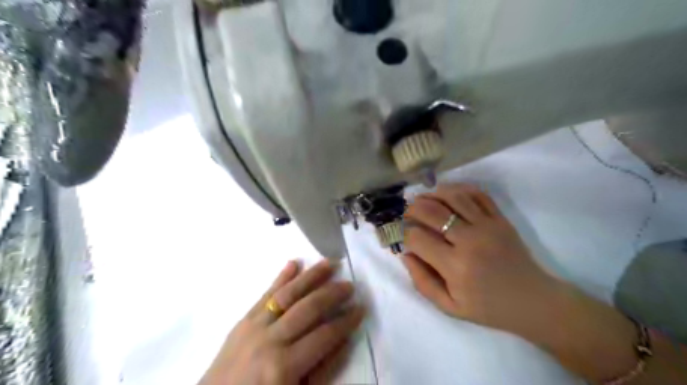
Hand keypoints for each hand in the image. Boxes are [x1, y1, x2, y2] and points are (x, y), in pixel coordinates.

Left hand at [200, 260, 363, 382]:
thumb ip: (322, 371)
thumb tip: (345, 340)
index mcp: (283, 366)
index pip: (324, 335)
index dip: (346, 321)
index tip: (361, 308)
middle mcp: (269, 340)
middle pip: (308, 308)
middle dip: (332, 294)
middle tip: (350, 284)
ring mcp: (253, 326)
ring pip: (288, 294)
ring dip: (311, 276)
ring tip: (330, 263)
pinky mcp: (243, 319)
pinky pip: (265, 294)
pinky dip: (281, 277)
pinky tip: (294, 263)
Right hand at [404, 184, 563, 335]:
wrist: (533, 301)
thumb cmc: (488, 308)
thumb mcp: (449, 307)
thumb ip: (422, 282)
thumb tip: (405, 254)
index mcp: (455, 266)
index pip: (418, 238)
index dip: (404, 234)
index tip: (404, 237)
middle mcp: (470, 240)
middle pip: (431, 211)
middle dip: (412, 209)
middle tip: (407, 214)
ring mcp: (488, 226)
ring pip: (453, 196)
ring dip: (432, 194)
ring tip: (423, 200)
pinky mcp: (501, 219)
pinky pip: (477, 194)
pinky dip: (459, 189)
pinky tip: (447, 195)